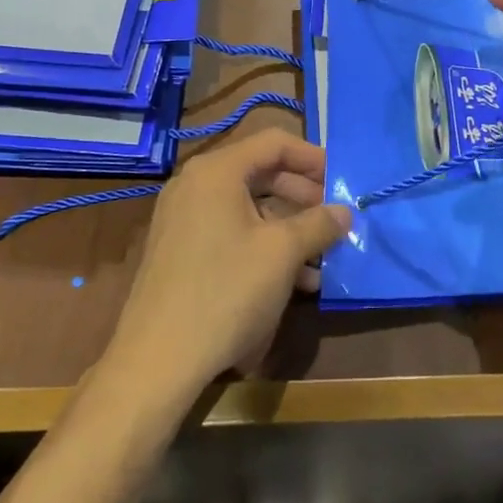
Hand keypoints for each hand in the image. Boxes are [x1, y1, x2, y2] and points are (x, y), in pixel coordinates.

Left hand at [104, 129, 350, 407]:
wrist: (158, 360)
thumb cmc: (226, 292)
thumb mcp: (282, 254)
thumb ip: (318, 224)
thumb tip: (345, 211)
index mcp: (216, 172)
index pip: (274, 143)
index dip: (313, 157)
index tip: (343, 179)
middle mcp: (195, 185)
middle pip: (261, 173)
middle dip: (303, 196)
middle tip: (335, 218)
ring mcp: (183, 219)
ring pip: (248, 208)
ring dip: (289, 227)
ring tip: (323, 256)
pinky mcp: (181, 251)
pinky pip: (231, 232)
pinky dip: (264, 245)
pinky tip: (295, 280)